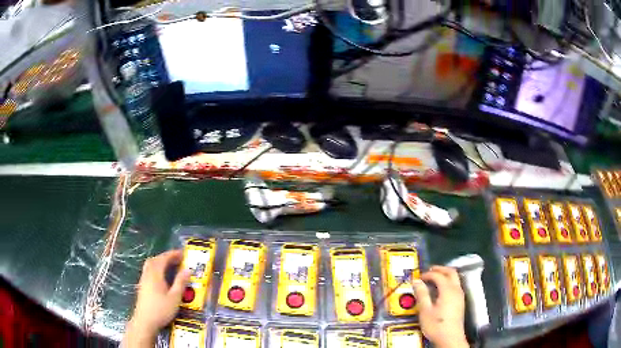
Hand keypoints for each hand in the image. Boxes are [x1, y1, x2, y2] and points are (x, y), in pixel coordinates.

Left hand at [123, 250, 190, 346]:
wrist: (145, 321)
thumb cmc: (161, 310)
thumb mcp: (175, 297)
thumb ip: (181, 283)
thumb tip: (188, 270)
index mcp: (155, 274)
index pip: (163, 259)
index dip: (172, 254)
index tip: (182, 253)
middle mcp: (148, 274)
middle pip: (155, 260)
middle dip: (166, 257)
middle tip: (177, 259)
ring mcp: (143, 280)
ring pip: (150, 265)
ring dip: (160, 262)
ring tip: (170, 266)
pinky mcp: (142, 286)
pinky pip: (149, 271)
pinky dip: (156, 268)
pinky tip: (162, 277)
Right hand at [412, 266, 467, 347]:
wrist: (450, 338)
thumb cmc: (436, 325)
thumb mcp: (425, 311)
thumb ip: (422, 294)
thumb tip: (417, 282)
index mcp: (448, 290)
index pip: (439, 275)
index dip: (428, 274)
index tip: (419, 277)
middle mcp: (456, 290)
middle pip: (451, 272)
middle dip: (440, 269)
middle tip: (429, 270)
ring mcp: (460, 296)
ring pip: (455, 278)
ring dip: (445, 275)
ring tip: (433, 279)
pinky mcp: (460, 302)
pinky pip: (455, 285)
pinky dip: (448, 282)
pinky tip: (440, 290)